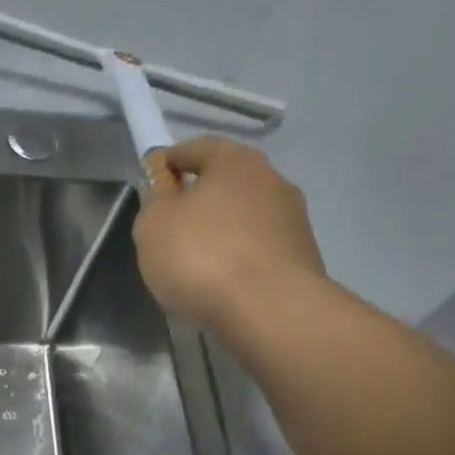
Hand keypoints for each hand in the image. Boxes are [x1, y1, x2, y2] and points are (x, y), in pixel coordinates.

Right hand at [132, 136, 327, 326]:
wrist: (269, 307)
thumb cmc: (201, 256)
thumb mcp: (153, 225)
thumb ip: (155, 201)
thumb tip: (167, 193)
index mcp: (235, 161)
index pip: (198, 147)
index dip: (172, 160)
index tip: (154, 179)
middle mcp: (272, 180)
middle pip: (226, 182)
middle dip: (200, 198)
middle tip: (173, 225)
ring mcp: (293, 219)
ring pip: (245, 217)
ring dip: (222, 230)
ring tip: (197, 262)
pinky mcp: (302, 256)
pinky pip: (258, 249)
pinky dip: (239, 258)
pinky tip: (221, 282)